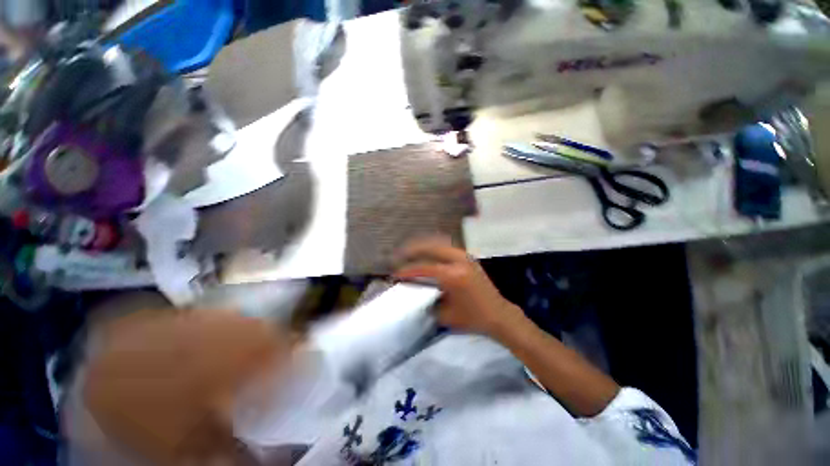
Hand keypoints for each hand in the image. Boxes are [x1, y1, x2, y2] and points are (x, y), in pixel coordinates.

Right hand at [394, 238, 524, 337]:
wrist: (498, 314)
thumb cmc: (472, 318)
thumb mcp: (445, 315)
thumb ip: (427, 302)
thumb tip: (414, 293)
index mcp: (453, 275)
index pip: (424, 268)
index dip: (408, 270)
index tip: (396, 274)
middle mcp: (458, 261)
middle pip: (431, 248)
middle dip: (413, 250)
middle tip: (401, 255)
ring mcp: (465, 257)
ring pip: (440, 243)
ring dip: (424, 246)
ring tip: (412, 251)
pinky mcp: (469, 257)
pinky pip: (448, 246)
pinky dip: (435, 247)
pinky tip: (428, 251)